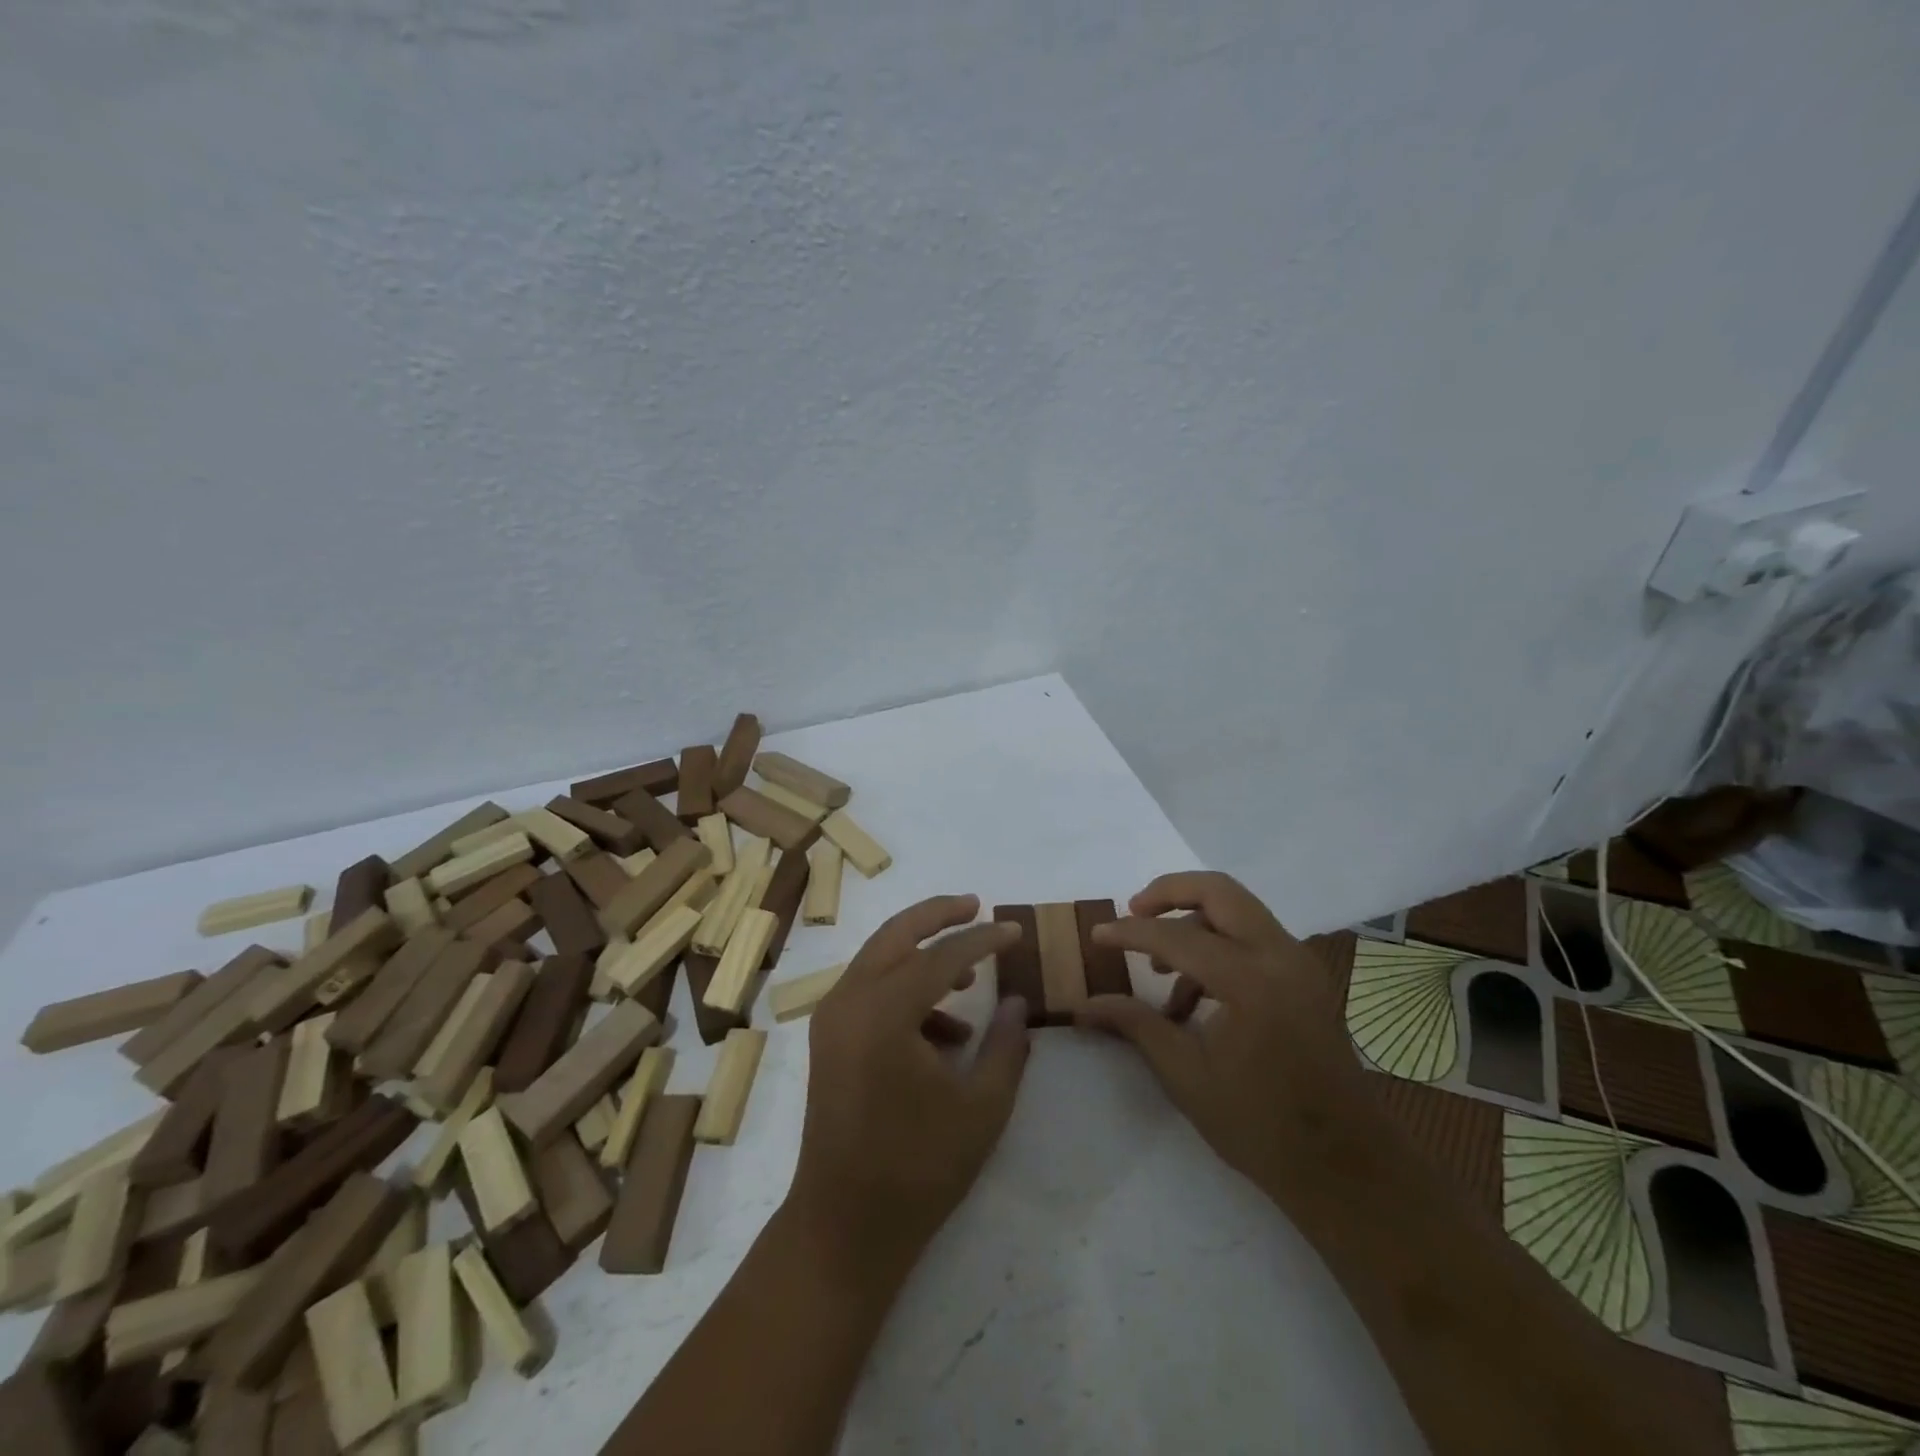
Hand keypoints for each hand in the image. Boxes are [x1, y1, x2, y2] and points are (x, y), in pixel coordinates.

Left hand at [787, 895, 1030, 1269]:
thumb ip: (1006, 1045)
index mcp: (884, 1013)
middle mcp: (849, 1001)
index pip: (942, 956)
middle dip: (938, 915)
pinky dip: (906, 991)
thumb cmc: (918, 1169)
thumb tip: (1016, 1000)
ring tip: (971, 975)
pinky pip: (870, 990)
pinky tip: (946, 1034)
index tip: (1015, 930)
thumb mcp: (982, 1108)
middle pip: (896, 934)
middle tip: (976, 905)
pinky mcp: (829, 1038)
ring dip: (922, 954)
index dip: (984, 938)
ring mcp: (832, 1019)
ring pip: (879, 958)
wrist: (844, 1227)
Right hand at [1076, 872, 1372, 1203]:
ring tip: (1158, 972)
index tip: (1096, 935)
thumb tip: (1084, 1004)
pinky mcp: (1306, 978)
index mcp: (1250, 981)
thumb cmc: (1261, 1126)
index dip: (1129, 933)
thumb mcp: (1186, 1075)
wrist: (1347, 1168)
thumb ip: (1135, 1025)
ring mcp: (1299, 964)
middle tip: (1133, 912)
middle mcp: (1280, 956)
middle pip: (1218, 891)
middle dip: (1169, 893)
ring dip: (1193, 924)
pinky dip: (1219, 947)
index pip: (1176, 937)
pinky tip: (1193, 999)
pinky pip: (1253, 939)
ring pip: (1238, 911)